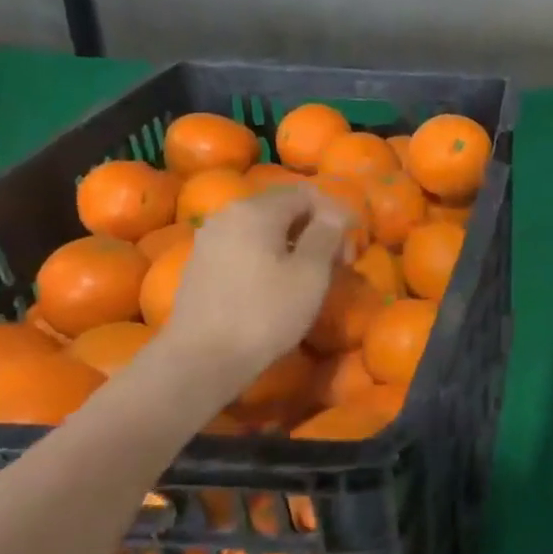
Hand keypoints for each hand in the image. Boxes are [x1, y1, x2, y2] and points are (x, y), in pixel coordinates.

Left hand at [157, 184, 348, 397]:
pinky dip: (269, 256)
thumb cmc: (265, 313)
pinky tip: (278, 285)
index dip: (336, 214)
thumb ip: (326, 234)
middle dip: (316, 229)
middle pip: (283, 208)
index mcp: (257, 210)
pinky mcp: (201, 265)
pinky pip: (245, 247)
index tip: (351, 248)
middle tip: (337, 264)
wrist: (201, 359)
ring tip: (311, 275)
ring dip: (293, 244)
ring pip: (263, 229)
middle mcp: (229, 215)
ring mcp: (210, 240)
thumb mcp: (310, 273)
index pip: (306, 194)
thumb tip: (335, 211)